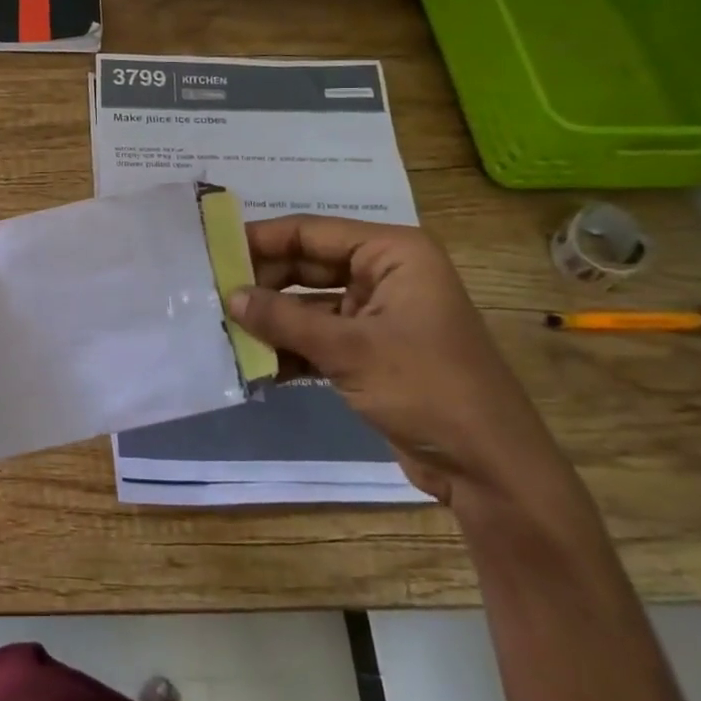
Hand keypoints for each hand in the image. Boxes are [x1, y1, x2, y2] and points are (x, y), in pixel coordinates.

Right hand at [229, 215, 568, 506]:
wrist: (489, 468)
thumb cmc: (427, 388)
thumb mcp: (349, 349)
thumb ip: (284, 319)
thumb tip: (229, 297)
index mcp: (393, 254)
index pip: (312, 232)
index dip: (262, 239)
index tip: (213, 250)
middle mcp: (386, 275)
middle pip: (308, 266)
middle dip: (263, 283)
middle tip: (210, 293)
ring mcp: (379, 315)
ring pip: (310, 304)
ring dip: (272, 319)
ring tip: (221, 327)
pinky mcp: (371, 352)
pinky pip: (319, 338)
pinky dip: (290, 348)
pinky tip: (253, 363)